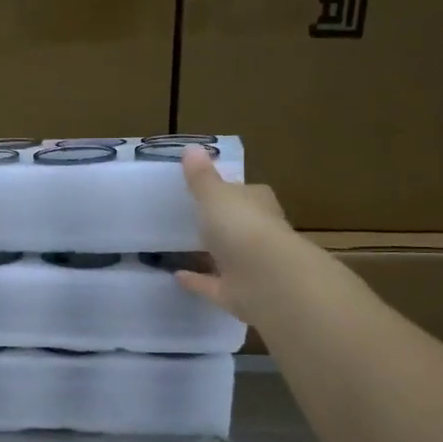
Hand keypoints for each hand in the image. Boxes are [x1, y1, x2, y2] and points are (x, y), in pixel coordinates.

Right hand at [176, 144, 302, 324]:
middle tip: (191, 220)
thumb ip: (201, 177)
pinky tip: (176, 277)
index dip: (230, 192)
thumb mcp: (215, 195)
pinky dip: (198, 281)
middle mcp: (258, 233)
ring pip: (227, 257)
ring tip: (180, 249)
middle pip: (238, 225)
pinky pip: (213, 284)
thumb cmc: (242, 226)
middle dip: (220, 224)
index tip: (206, 191)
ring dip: (209, 254)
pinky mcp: (237, 293)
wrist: (266, 278)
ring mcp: (249, 266)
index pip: (246, 193)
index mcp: (257, 205)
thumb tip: (191, 148)